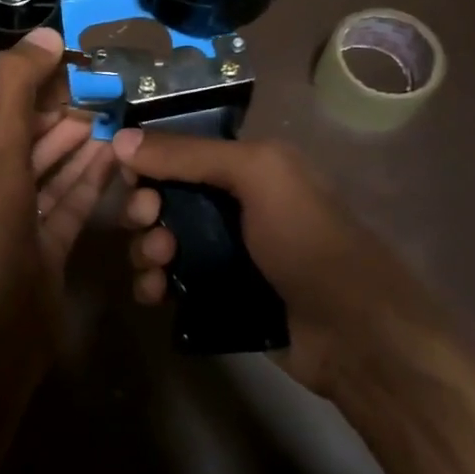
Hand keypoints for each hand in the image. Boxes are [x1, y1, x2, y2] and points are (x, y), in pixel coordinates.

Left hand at [0, 29, 114, 349]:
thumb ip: (15, 96)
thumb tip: (45, 36)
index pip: (4, 121)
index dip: (38, 94)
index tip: (78, 70)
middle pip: (30, 149)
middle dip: (64, 121)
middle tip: (108, 95)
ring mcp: (18, 232)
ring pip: (52, 180)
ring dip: (81, 151)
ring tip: (117, 121)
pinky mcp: (46, 258)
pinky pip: (69, 210)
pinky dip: (90, 186)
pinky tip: (115, 161)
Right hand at [113, 130, 457, 395]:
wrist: (354, 334)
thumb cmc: (308, 241)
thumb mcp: (258, 176)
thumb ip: (189, 154)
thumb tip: (120, 139)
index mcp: (245, 168)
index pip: (178, 153)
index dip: (147, 162)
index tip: (130, 179)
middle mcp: (231, 206)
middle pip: (162, 198)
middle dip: (143, 210)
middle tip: (149, 225)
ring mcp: (222, 254)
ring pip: (160, 242)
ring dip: (145, 249)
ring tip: (158, 265)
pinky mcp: (215, 296)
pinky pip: (168, 283)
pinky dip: (152, 284)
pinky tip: (155, 294)